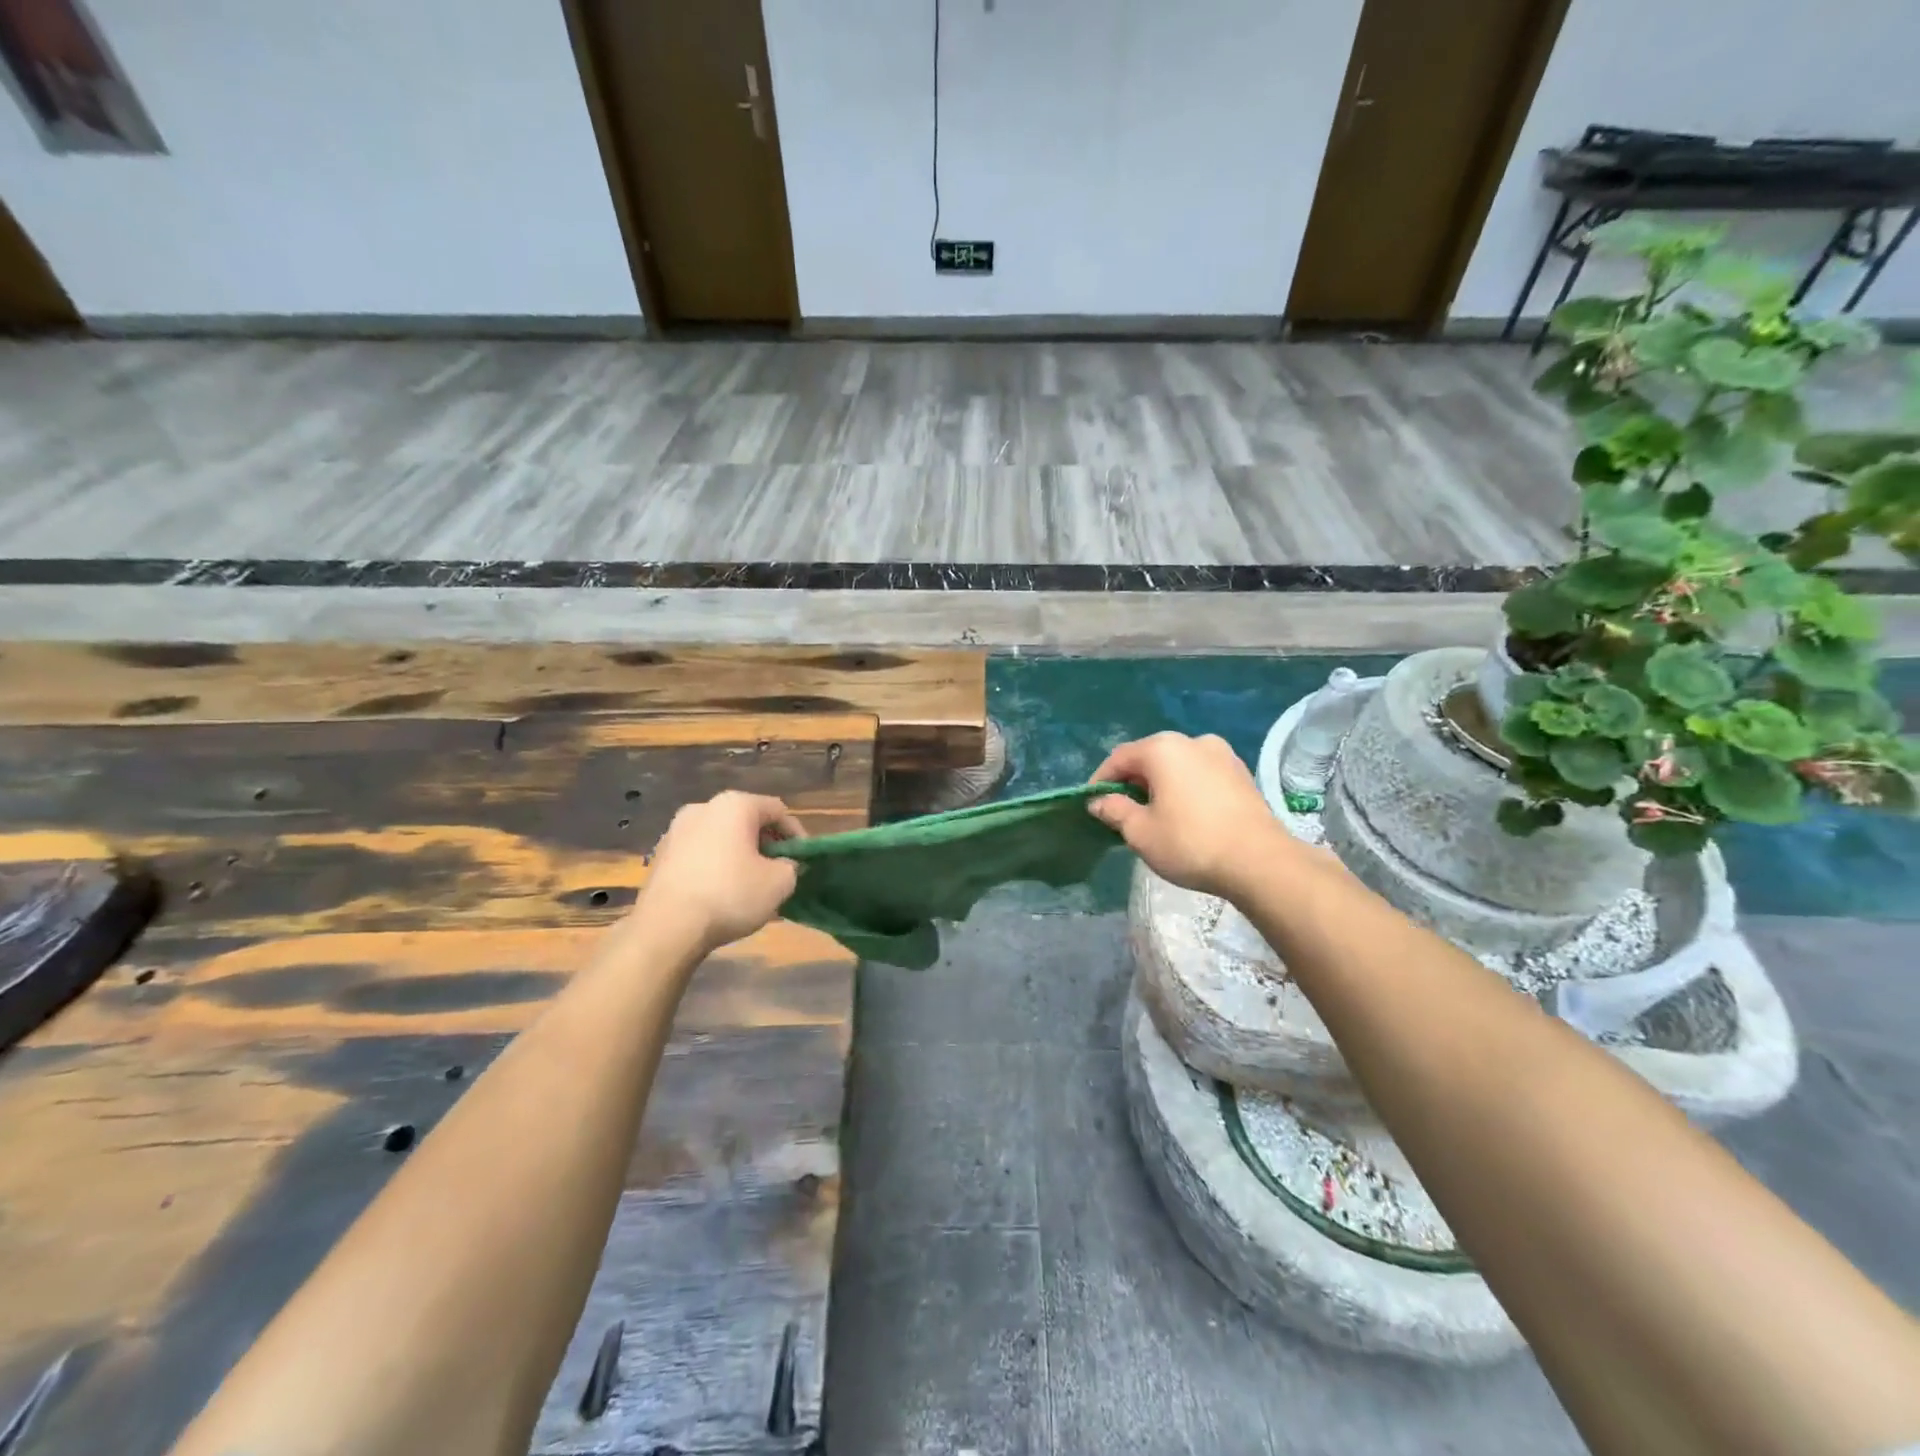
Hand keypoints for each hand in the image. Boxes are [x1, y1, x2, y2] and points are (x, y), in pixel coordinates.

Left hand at [636, 792, 804, 950]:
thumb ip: (791, 866)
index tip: (803, 860)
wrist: (667, 927)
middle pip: (747, 821)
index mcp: (735, 805)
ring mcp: (676, 830)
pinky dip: (716, 866)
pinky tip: (721, 893)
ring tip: (750, 884)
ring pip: (721, 837)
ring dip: (740, 855)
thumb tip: (783, 864)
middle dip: (766, 844)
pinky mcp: (660, 855)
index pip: (778, 810)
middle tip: (778, 871)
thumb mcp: (780, 883)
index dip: (796, 835)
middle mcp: (703, 807)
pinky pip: (700, 854)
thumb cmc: (730, 895)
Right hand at [1089, 733, 1292, 897]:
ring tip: (1155, 814)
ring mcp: (1222, 755)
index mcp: (1163, 749)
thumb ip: (1115, 810)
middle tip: (1122, 811)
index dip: (1101, 780)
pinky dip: (1186, 788)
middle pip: (1150, 757)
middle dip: (1132, 781)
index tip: (1092, 804)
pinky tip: (1186, 814)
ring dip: (1161, 784)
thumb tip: (1099, 801)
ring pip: (1178, 765)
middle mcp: (1192, 741)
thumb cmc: (1190, 843)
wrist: (1260, 862)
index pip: (1120, 758)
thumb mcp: (1140, 832)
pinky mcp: (1241, 773)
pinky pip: (1201, 774)